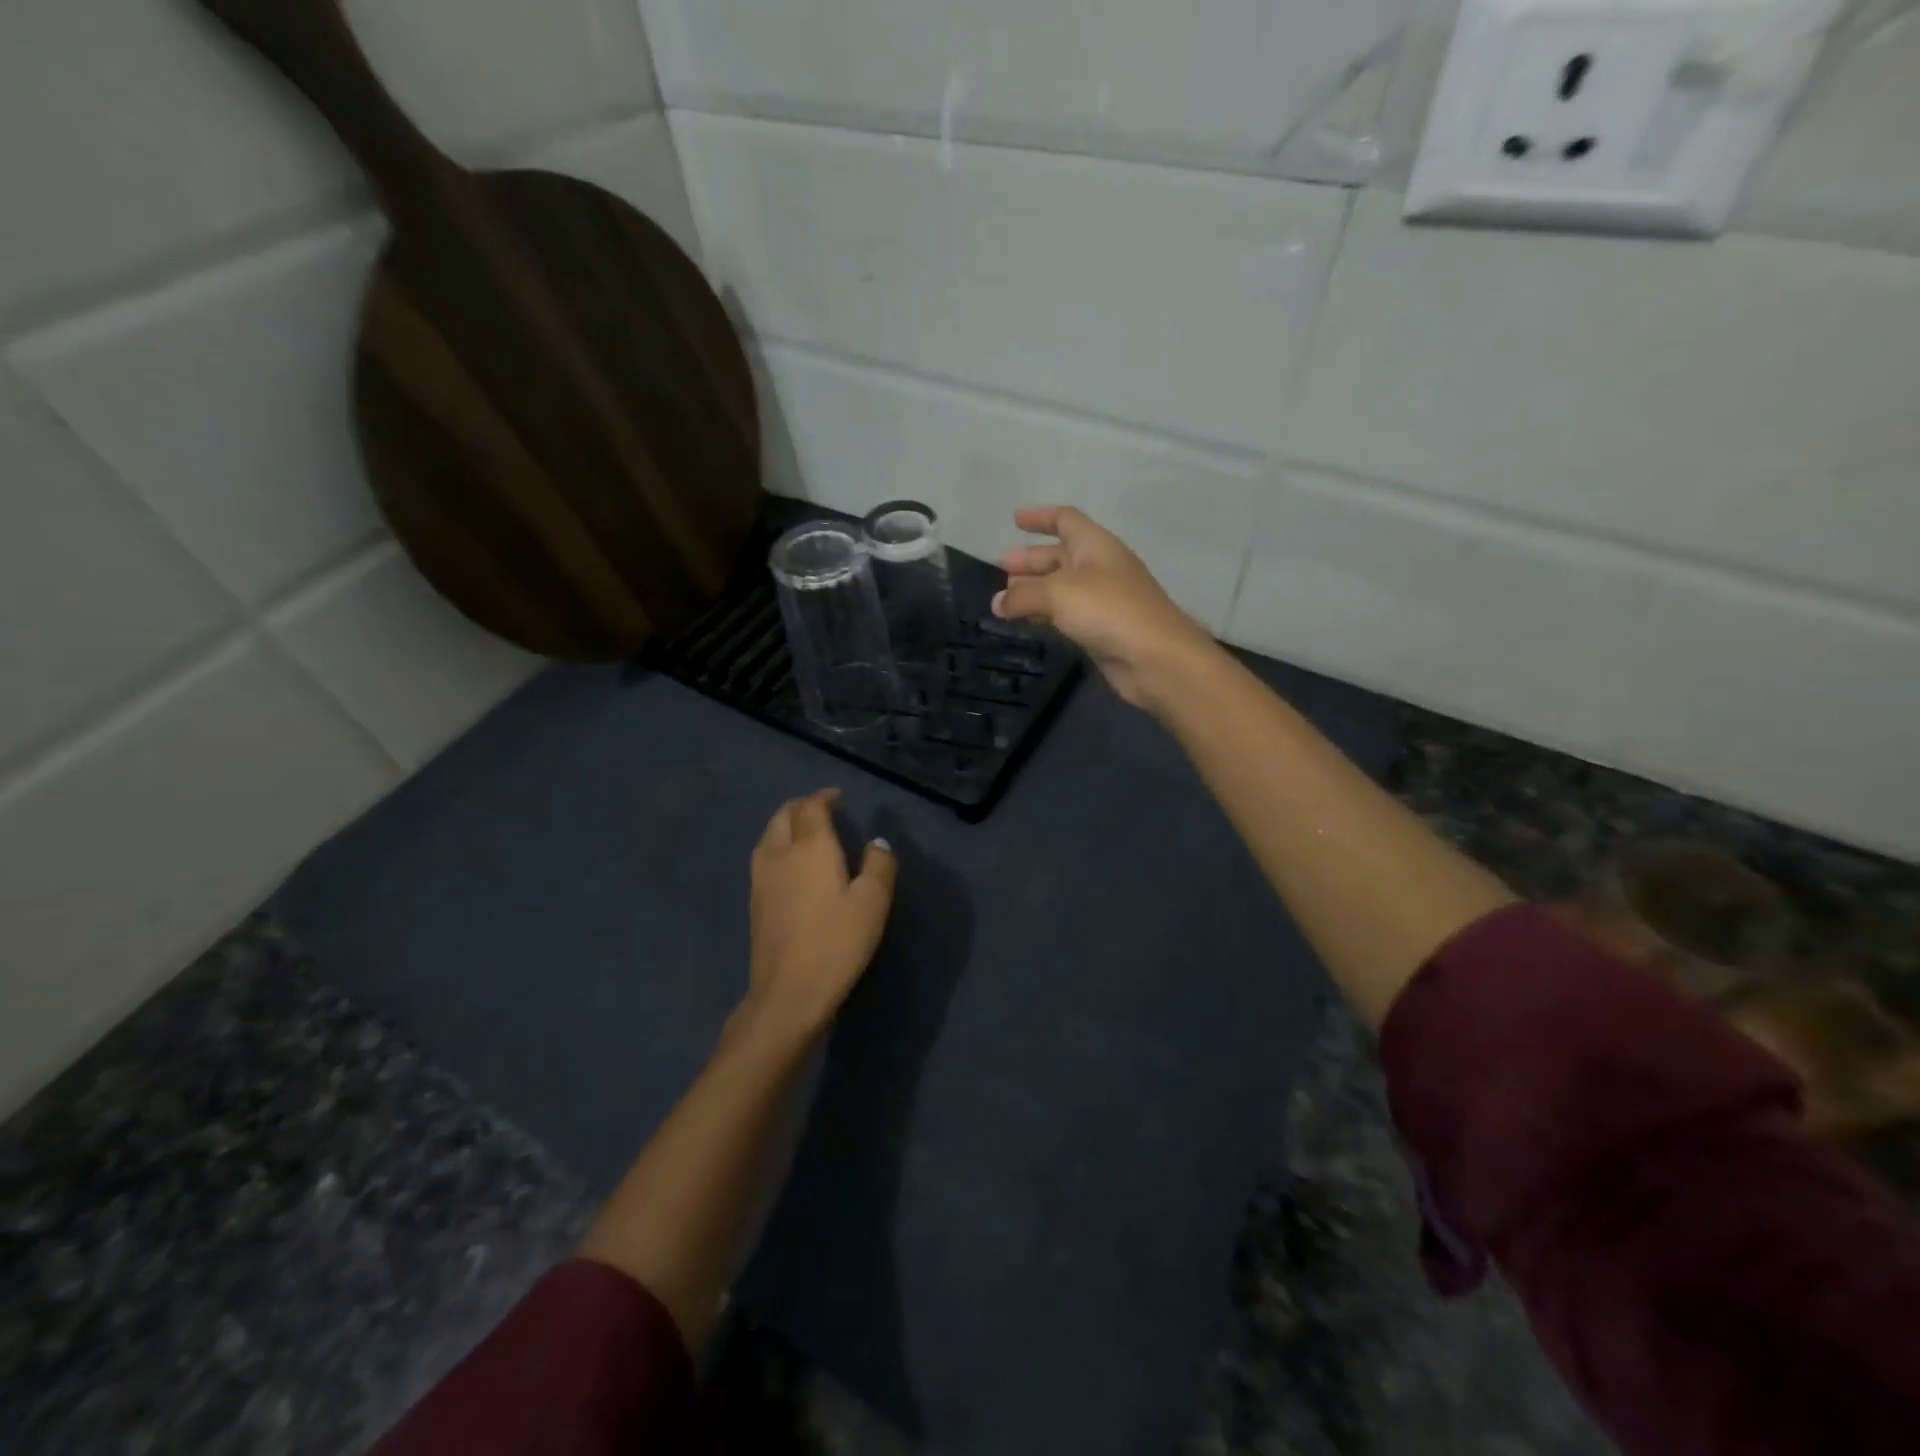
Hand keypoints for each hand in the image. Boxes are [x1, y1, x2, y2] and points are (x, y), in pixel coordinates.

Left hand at [744, 789, 896, 1037]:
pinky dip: (778, 846)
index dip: (823, 797)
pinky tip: (792, 864)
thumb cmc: (836, 942)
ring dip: (786, 825)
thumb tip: (877, 844)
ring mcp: (761, 878)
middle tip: (822, 809)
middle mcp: (779, 853)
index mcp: (810, 847)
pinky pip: (764, 856)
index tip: (838, 797)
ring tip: (806, 832)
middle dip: (802, 806)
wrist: (788, 992)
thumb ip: (879, 866)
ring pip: (769, 835)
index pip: (811, 807)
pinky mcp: (754, 901)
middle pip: (783, 815)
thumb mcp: (872, 903)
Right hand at [994, 506, 1216, 709]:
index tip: (1014, 519)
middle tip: (1000, 569)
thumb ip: (1022, 595)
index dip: (1040, 517)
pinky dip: (1044, 614)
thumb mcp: (1058, 594)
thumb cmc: (1108, 611)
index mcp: (1095, 545)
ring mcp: (1102, 600)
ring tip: (1003, 601)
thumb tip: (997, 603)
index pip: (1065, 519)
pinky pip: (1066, 614)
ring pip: (1061, 588)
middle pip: (1060, 555)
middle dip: (1030, 560)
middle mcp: (1099, 567)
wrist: (1155, 658)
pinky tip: (1026, 622)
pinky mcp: (1101, 629)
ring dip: (1033, 590)